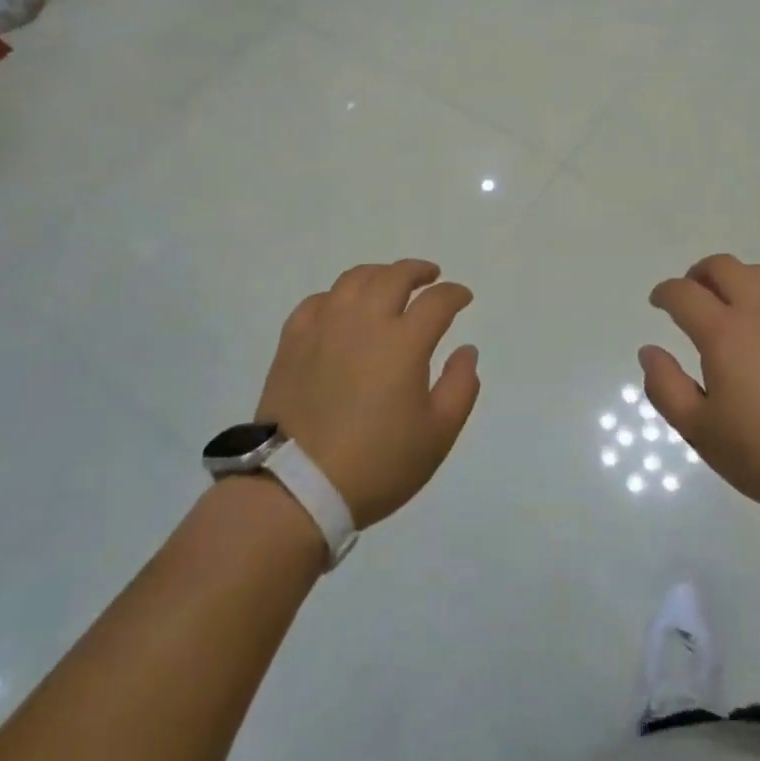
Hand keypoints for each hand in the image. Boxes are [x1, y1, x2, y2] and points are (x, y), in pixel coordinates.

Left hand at [256, 260, 479, 528]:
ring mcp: (324, 327)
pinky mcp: (292, 341)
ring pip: (354, 279)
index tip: (463, 298)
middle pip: (394, 277)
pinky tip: (342, 308)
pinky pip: (317, 301)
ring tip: (388, 283)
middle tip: (430, 276)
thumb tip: (466, 350)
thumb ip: (461, 386)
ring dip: (379, 274)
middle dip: (418, 271)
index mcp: (403, 342)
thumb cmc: (377, 464)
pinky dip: (337, 296)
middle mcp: (364, 321)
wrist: (296, 489)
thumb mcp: (438, 435)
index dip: (455, 294)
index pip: (437, 301)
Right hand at [640, 255, 759, 530]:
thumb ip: (666, 388)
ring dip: (737, 282)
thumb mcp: (702, 433)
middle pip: (722, 267)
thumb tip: (650, 350)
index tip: (658, 303)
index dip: (664, 293)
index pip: (683, 293)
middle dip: (698, 276)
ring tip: (735, 309)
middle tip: (693, 298)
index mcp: (724, 333)